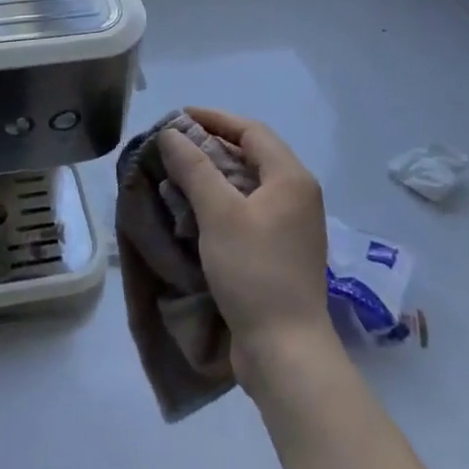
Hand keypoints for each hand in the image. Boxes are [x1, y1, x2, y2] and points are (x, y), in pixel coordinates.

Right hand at [159, 107, 334, 381]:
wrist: (285, 350)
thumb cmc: (254, 272)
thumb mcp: (219, 213)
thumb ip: (194, 168)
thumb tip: (171, 134)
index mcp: (291, 179)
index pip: (251, 131)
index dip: (214, 119)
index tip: (178, 117)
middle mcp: (297, 197)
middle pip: (251, 156)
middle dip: (210, 146)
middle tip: (172, 146)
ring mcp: (291, 227)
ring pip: (247, 185)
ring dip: (213, 176)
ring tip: (176, 175)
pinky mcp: (280, 252)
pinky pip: (248, 211)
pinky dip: (220, 203)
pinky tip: (193, 212)